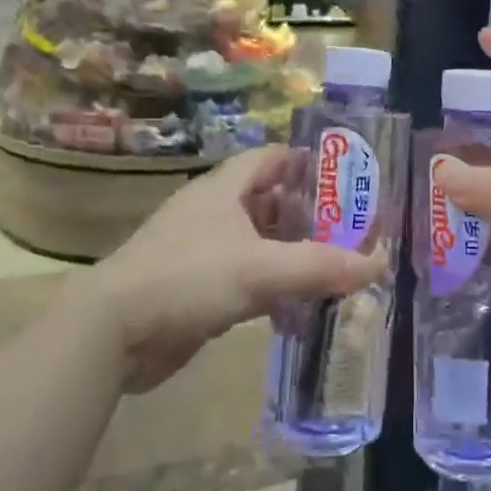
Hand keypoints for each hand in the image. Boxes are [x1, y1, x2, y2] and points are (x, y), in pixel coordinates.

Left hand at [95, 145, 383, 391]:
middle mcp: (214, 213)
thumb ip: (321, 266)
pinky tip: (297, 310)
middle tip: (352, 232)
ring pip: (260, 244)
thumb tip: (379, 263)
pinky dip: (273, 289)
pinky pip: (246, 279)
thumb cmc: (187, 278)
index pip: (272, 158)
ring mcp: (203, 252)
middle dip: (310, 217)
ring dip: (293, 256)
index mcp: (224, 189)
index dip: (308, 163)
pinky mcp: (197, 289)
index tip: (347, 180)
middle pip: (271, 202)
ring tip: (335, 270)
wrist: (111, 332)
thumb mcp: (260, 269)